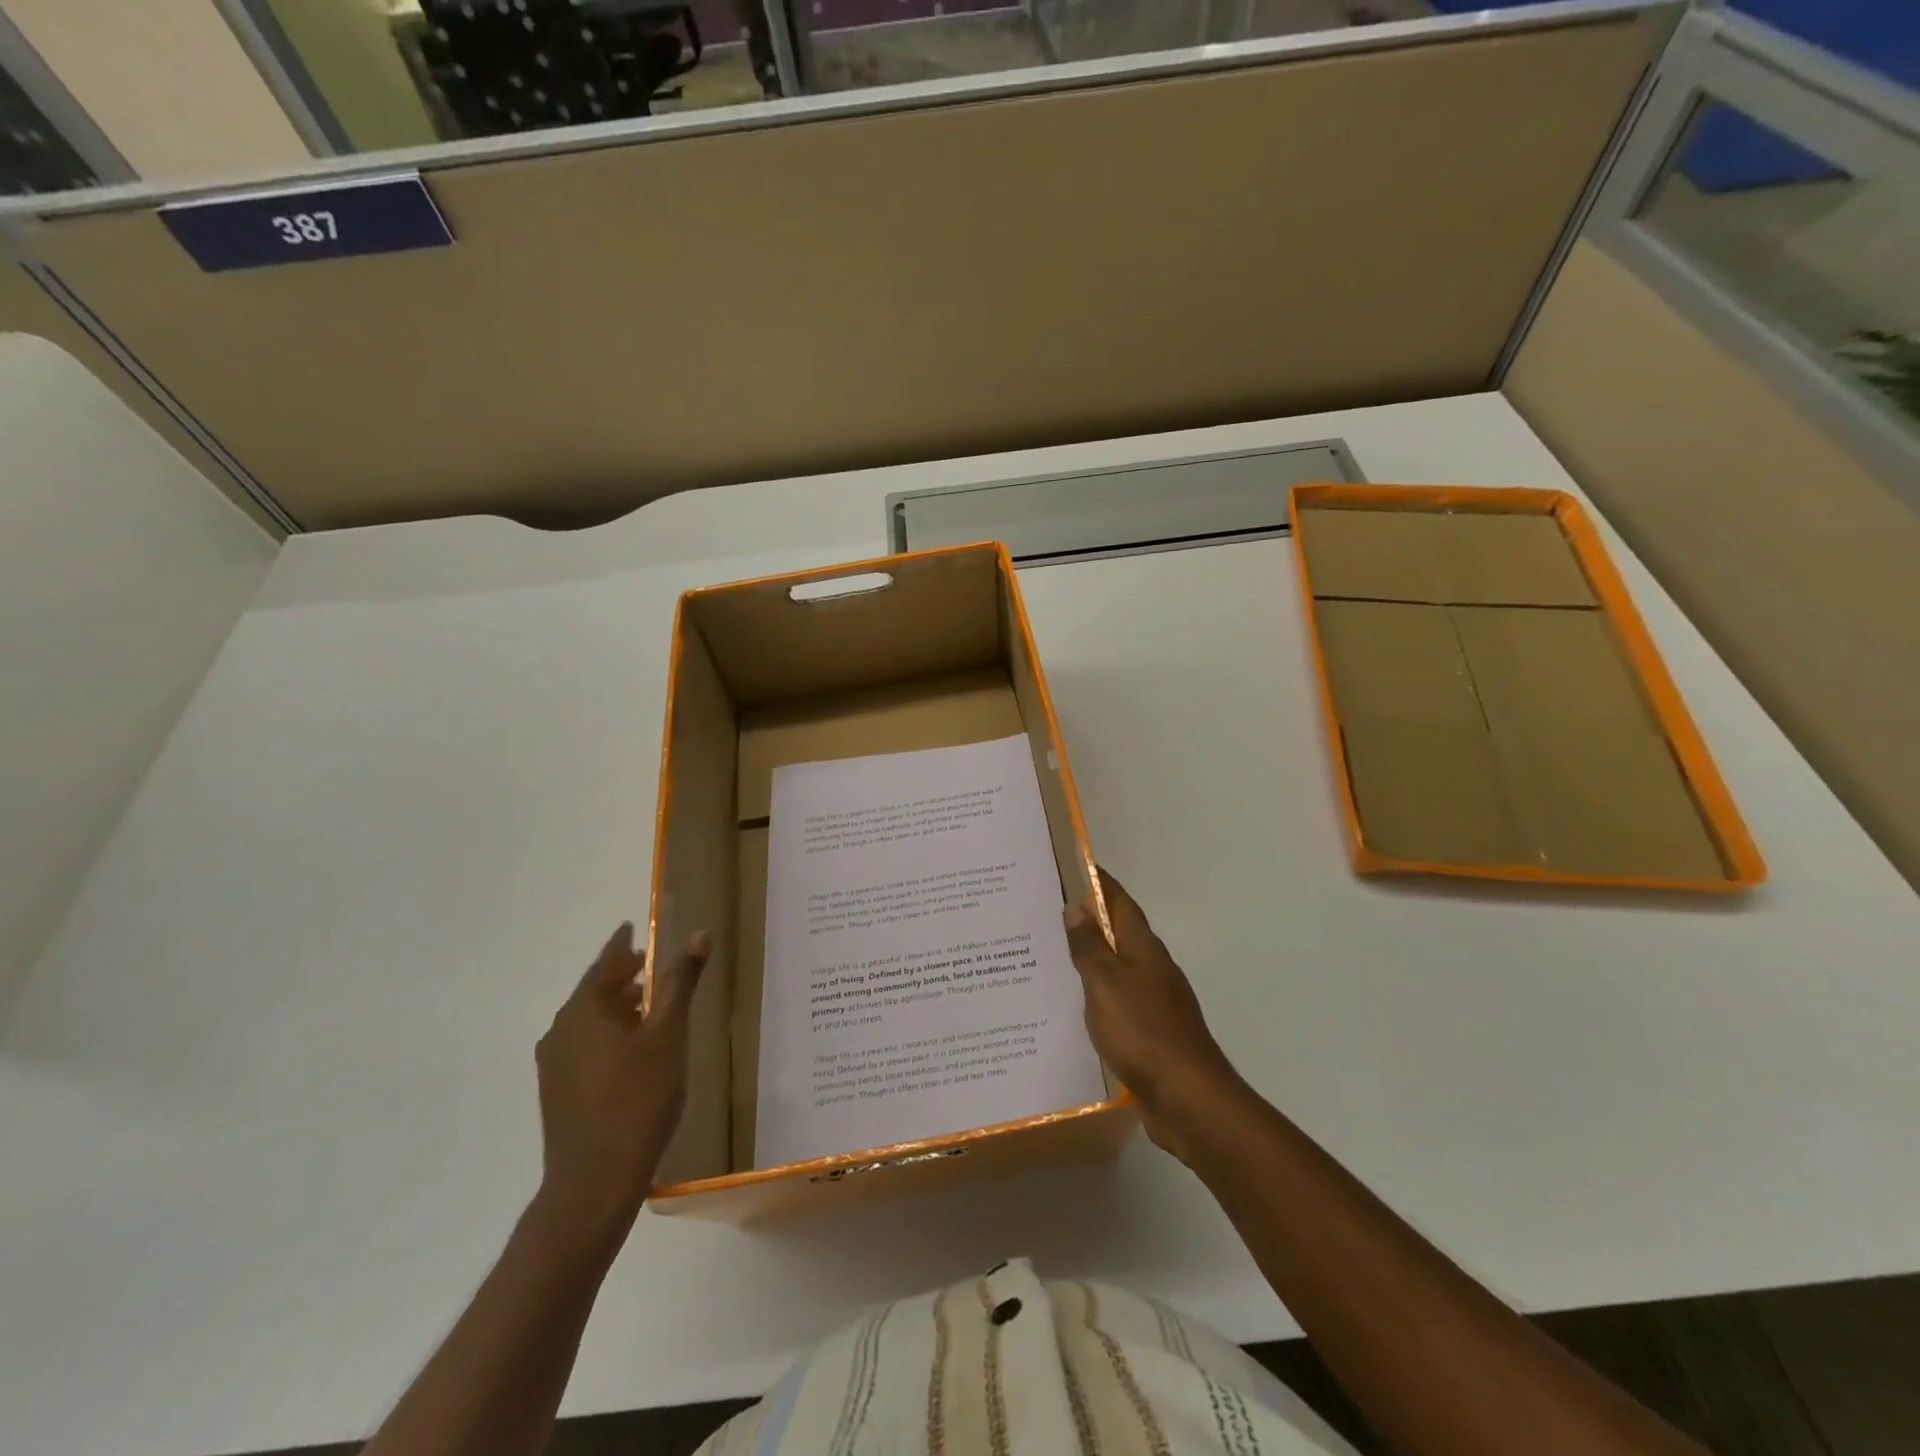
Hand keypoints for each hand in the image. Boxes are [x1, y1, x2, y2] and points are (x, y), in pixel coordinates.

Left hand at [534, 923, 711, 1239]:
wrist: (594, 1182)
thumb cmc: (639, 1099)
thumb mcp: (669, 1034)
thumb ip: (681, 982)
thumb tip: (698, 933)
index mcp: (586, 1009)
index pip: (607, 961)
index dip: (623, 943)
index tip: (634, 928)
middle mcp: (562, 1029)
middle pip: (594, 989)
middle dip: (623, 974)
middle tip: (650, 963)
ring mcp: (555, 1062)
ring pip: (588, 1018)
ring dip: (616, 1004)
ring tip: (647, 1002)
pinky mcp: (557, 1090)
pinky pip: (584, 1043)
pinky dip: (607, 1030)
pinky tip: (630, 1046)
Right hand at [1063, 869, 1239, 1162]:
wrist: (1188, 1099)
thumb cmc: (1143, 1031)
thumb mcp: (1105, 984)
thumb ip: (1089, 947)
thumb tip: (1077, 907)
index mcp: (1144, 949)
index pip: (1120, 902)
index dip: (1100, 883)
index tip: (1075, 865)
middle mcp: (1153, 968)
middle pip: (1119, 933)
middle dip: (1089, 919)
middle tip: (1048, 912)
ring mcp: (1155, 1001)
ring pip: (1117, 967)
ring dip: (1091, 958)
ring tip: (1052, 956)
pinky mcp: (1151, 1032)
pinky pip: (1118, 1000)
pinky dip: (1096, 993)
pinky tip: (1074, 1006)